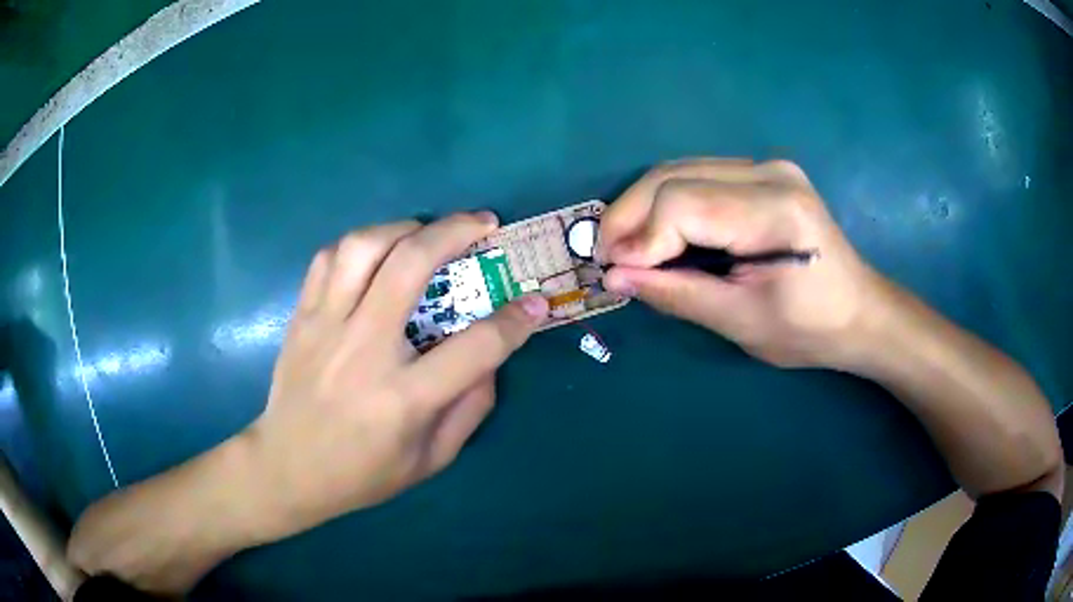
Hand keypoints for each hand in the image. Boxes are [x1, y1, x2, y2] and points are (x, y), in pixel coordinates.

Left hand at [245, 213, 548, 540]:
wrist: (288, 468)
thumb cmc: (362, 473)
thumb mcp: (430, 460)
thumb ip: (470, 408)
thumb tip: (491, 357)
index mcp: (404, 397)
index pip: (476, 346)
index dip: (516, 321)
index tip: (535, 303)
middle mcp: (364, 349)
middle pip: (411, 264)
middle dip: (456, 231)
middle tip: (483, 224)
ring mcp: (326, 326)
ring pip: (364, 246)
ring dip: (404, 227)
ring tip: (426, 233)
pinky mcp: (302, 317)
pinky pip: (328, 258)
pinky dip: (359, 244)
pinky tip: (377, 253)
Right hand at [599, 158, 882, 368]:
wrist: (859, 312)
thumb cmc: (810, 329)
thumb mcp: (743, 322)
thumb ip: (677, 294)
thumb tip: (615, 277)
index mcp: (775, 210)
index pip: (684, 204)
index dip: (640, 238)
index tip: (614, 273)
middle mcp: (769, 173)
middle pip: (674, 175)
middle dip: (630, 215)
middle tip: (605, 256)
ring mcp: (766, 167)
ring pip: (679, 170)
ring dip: (642, 206)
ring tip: (624, 246)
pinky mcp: (762, 174)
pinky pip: (697, 177)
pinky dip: (667, 203)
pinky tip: (657, 232)